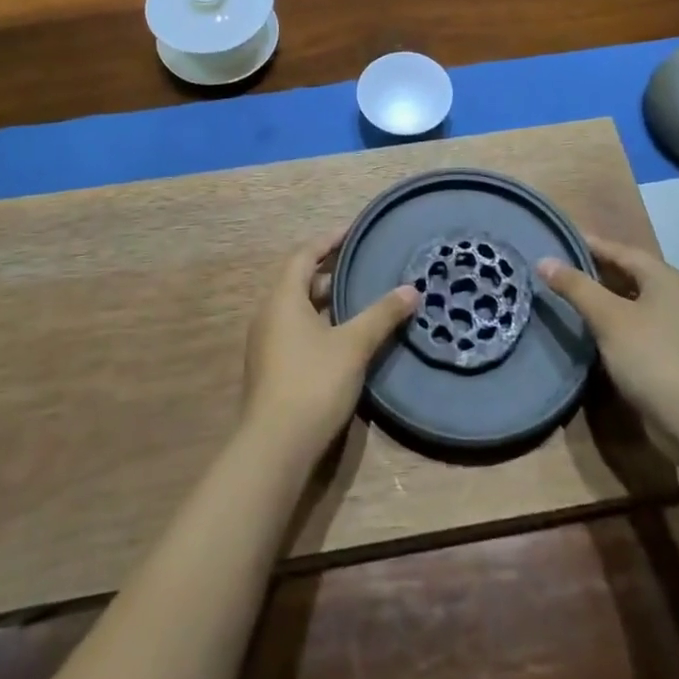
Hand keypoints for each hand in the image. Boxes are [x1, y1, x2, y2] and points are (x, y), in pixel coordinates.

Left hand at [242, 235, 418, 466]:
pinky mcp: (271, 368)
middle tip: (362, 264)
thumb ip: (381, 314)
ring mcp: (267, 343)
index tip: (354, 232)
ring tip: (358, 297)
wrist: (275, 447)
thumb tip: (411, 289)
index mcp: (283, 298)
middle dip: (330, 270)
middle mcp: (270, 314)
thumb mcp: (354, 345)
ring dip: (325, 298)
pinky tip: (343, 336)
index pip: (304, 254)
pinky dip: (319, 322)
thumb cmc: (313, 382)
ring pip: (298, 307)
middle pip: (299, 280)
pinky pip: (296, 329)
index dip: (329, 240)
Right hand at [537, 235, 678, 444]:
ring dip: (599, 299)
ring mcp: (672, 325)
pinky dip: (610, 323)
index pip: (617, 249)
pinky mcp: (668, 353)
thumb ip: (576, 287)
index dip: (585, 244)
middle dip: (590, 271)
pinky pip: (632, 325)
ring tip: (563, 297)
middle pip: (624, 273)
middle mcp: (671, 295)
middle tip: (552, 270)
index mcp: (662, 277)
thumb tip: (544, 260)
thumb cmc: (654, 358)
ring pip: (627, 301)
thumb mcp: (609, 318)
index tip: (554, 241)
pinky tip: (587, 330)